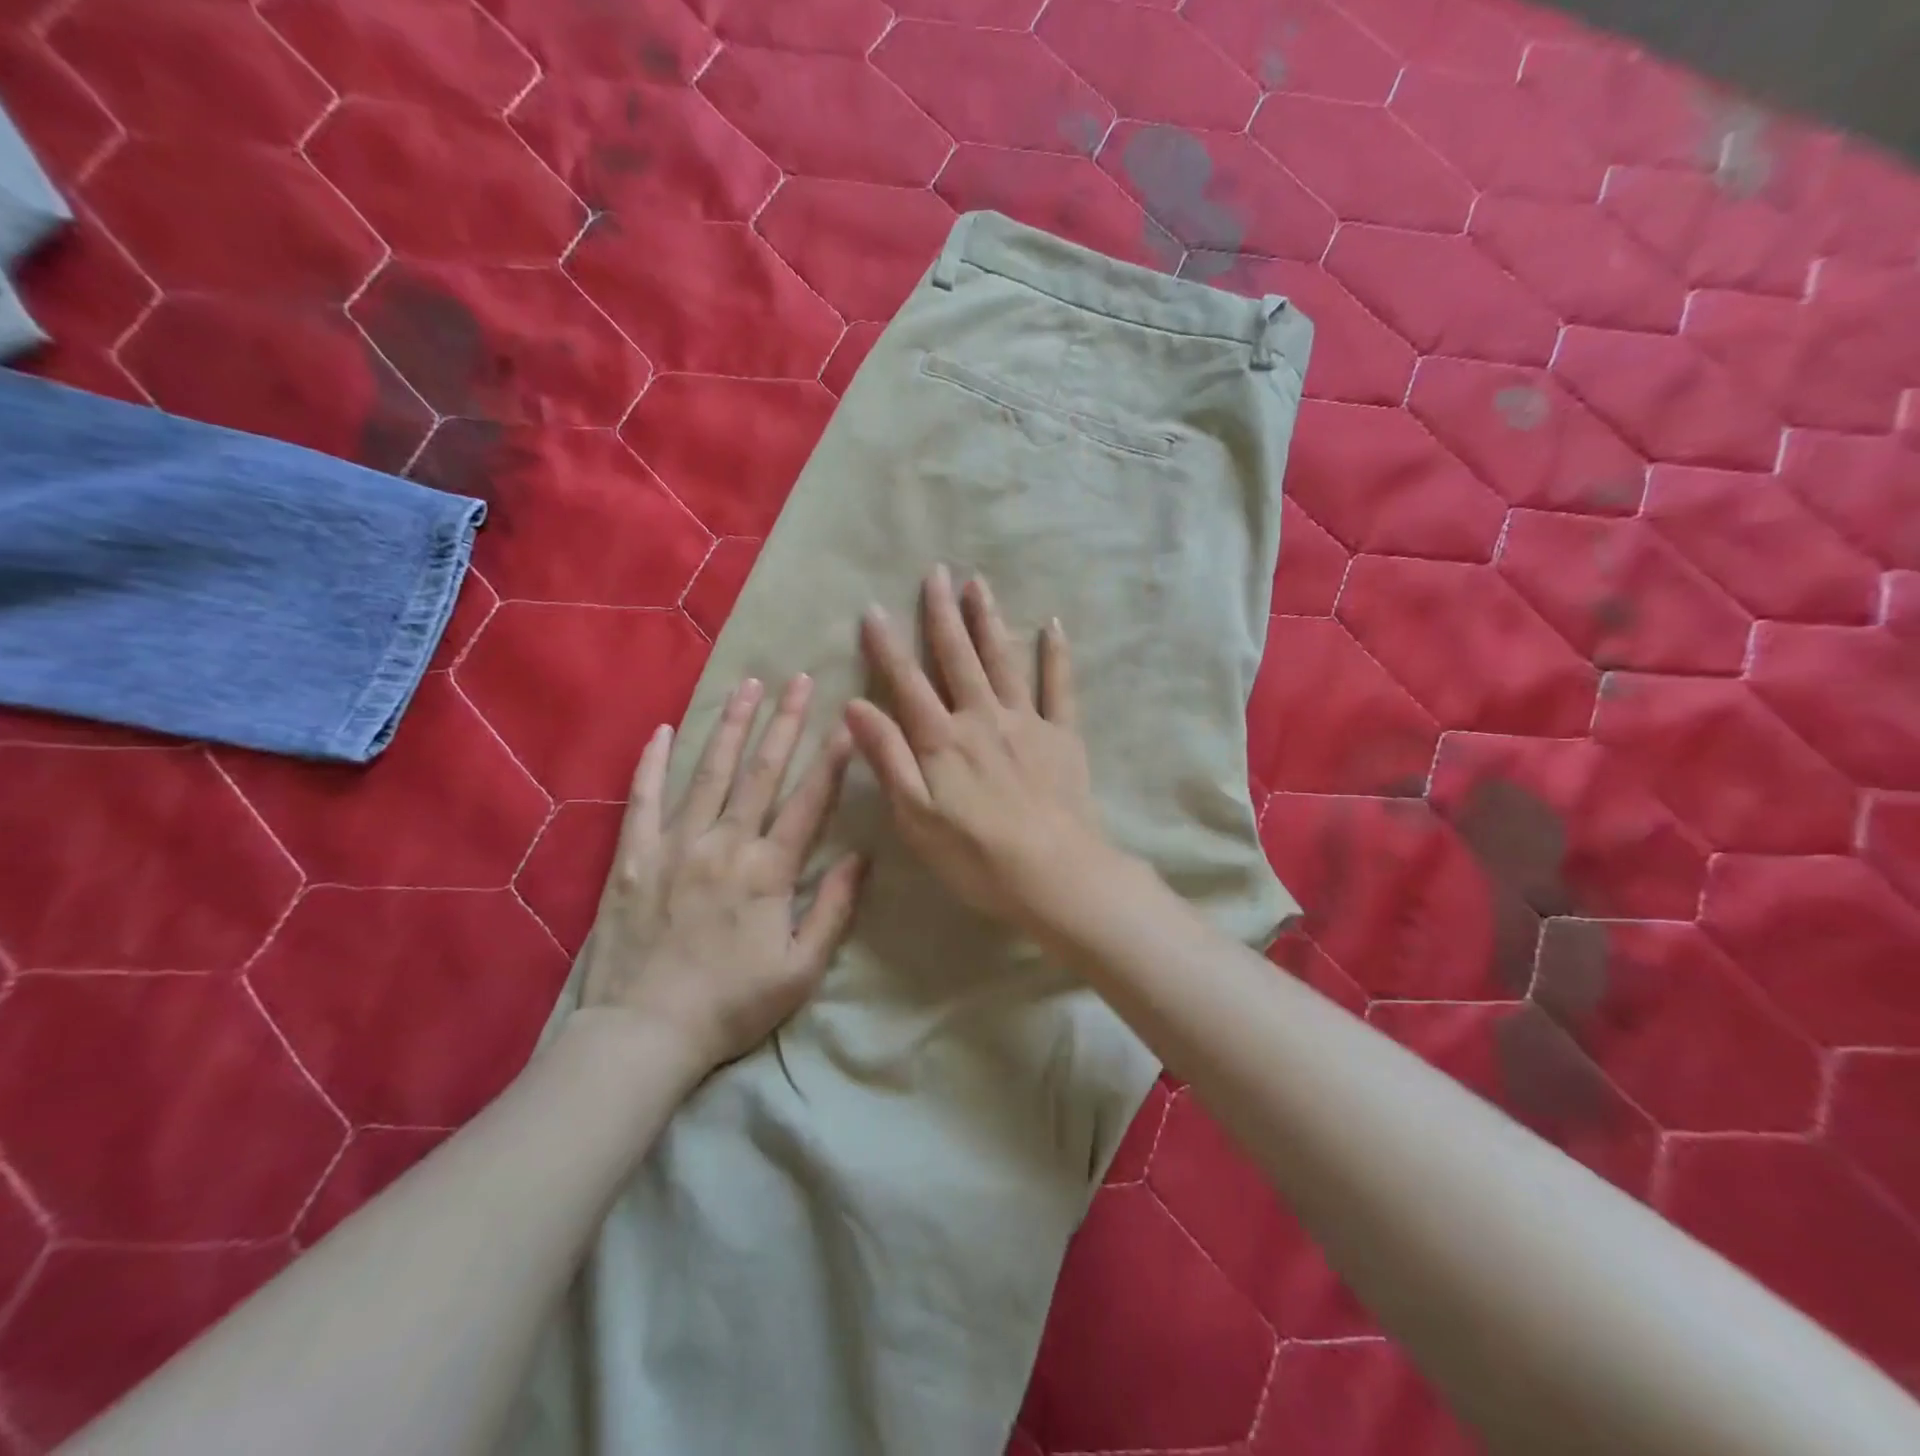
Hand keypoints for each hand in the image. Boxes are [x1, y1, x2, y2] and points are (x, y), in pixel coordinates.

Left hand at [578, 676, 863, 1072]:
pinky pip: (643, 799)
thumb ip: (833, 909)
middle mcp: (725, 843)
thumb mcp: (801, 969)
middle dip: (784, 722)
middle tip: (799, 680)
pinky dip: (653, 763)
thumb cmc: (732, 1004)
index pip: (809, 801)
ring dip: (731, 727)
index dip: (831, 760)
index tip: (848, 722)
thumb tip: (862, 857)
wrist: (644, 1033)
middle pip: (761, 772)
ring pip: (710, 773)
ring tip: (748, 685)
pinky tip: (663, 730)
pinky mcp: (634, 856)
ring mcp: (675, 844)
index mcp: (768, 870)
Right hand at [844, 565, 1115, 932]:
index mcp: (942, 739)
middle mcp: (982, 717)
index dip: (887, 646)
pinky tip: (1052, 625)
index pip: (907, 682)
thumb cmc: (976, 856)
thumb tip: (855, 706)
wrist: (1055, 874)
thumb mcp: (915, 817)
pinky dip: (1056, 655)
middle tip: (936, 572)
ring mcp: (1027, 722)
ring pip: (1004, 659)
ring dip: (989, 620)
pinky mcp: (1063, 735)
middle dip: (943, 613)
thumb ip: (887, 758)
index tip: (873, 609)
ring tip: (978, 583)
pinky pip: (1060, 687)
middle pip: (958, 657)